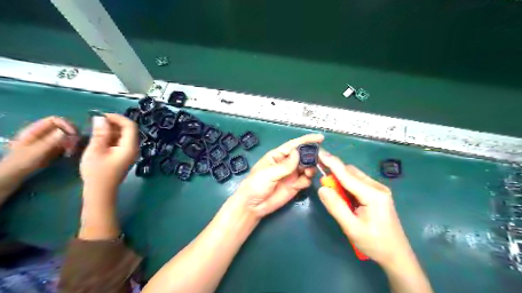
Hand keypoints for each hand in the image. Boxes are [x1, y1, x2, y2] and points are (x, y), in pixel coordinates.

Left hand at [3, 116, 76, 178]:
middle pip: (62, 127)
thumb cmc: (21, 163)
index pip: (55, 120)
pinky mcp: (52, 148)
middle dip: (71, 134)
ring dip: (72, 141)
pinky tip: (69, 154)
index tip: (74, 135)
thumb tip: (65, 132)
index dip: (66, 125)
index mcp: (35, 130)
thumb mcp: (36, 152)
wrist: (13, 175)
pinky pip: (65, 143)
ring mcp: (47, 140)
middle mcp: (42, 133)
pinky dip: (70, 147)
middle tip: (75, 144)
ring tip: (72, 151)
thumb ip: (50, 141)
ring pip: (66, 135)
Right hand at [80, 114, 138, 200]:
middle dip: (114, 123)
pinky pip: (121, 142)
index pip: (130, 126)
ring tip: (95, 131)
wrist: (100, 192)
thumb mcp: (96, 150)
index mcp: (130, 146)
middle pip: (128, 130)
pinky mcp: (124, 156)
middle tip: (96, 123)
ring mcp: (130, 153)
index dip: (117, 118)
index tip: (101, 116)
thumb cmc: (97, 172)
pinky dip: (111, 137)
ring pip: (124, 136)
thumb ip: (100, 133)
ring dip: (112, 130)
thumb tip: (101, 118)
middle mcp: (134, 148)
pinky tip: (99, 139)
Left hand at [236, 134, 324, 217]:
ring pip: (307, 167)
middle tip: (318, 160)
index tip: (320, 138)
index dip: (306, 140)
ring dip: (311, 168)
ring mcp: (292, 175)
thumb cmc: (255, 185)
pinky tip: (300, 184)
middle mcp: (287, 163)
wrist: (253, 205)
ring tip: (308, 173)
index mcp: (278, 156)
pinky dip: (306, 180)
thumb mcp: (268, 173)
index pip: (294, 145)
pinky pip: (306, 180)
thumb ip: (285, 165)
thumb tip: (298, 153)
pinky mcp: (295, 186)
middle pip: (303, 156)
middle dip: (311, 156)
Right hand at [318, 150, 411, 266]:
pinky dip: (347, 184)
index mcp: (373, 194)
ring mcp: (379, 189)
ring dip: (340, 179)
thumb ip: (335, 206)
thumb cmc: (374, 243)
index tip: (319, 152)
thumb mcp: (351, 227)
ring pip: (354, 176)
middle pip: (351, 172)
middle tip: (321, 182)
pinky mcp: (377, 194)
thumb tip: (322, 188)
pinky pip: (358, 182)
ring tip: (331, 191)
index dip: (331, 162)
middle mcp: (377, 187)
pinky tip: (343, 196)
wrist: (397, 255)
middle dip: (334, 173)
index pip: (347, 174)